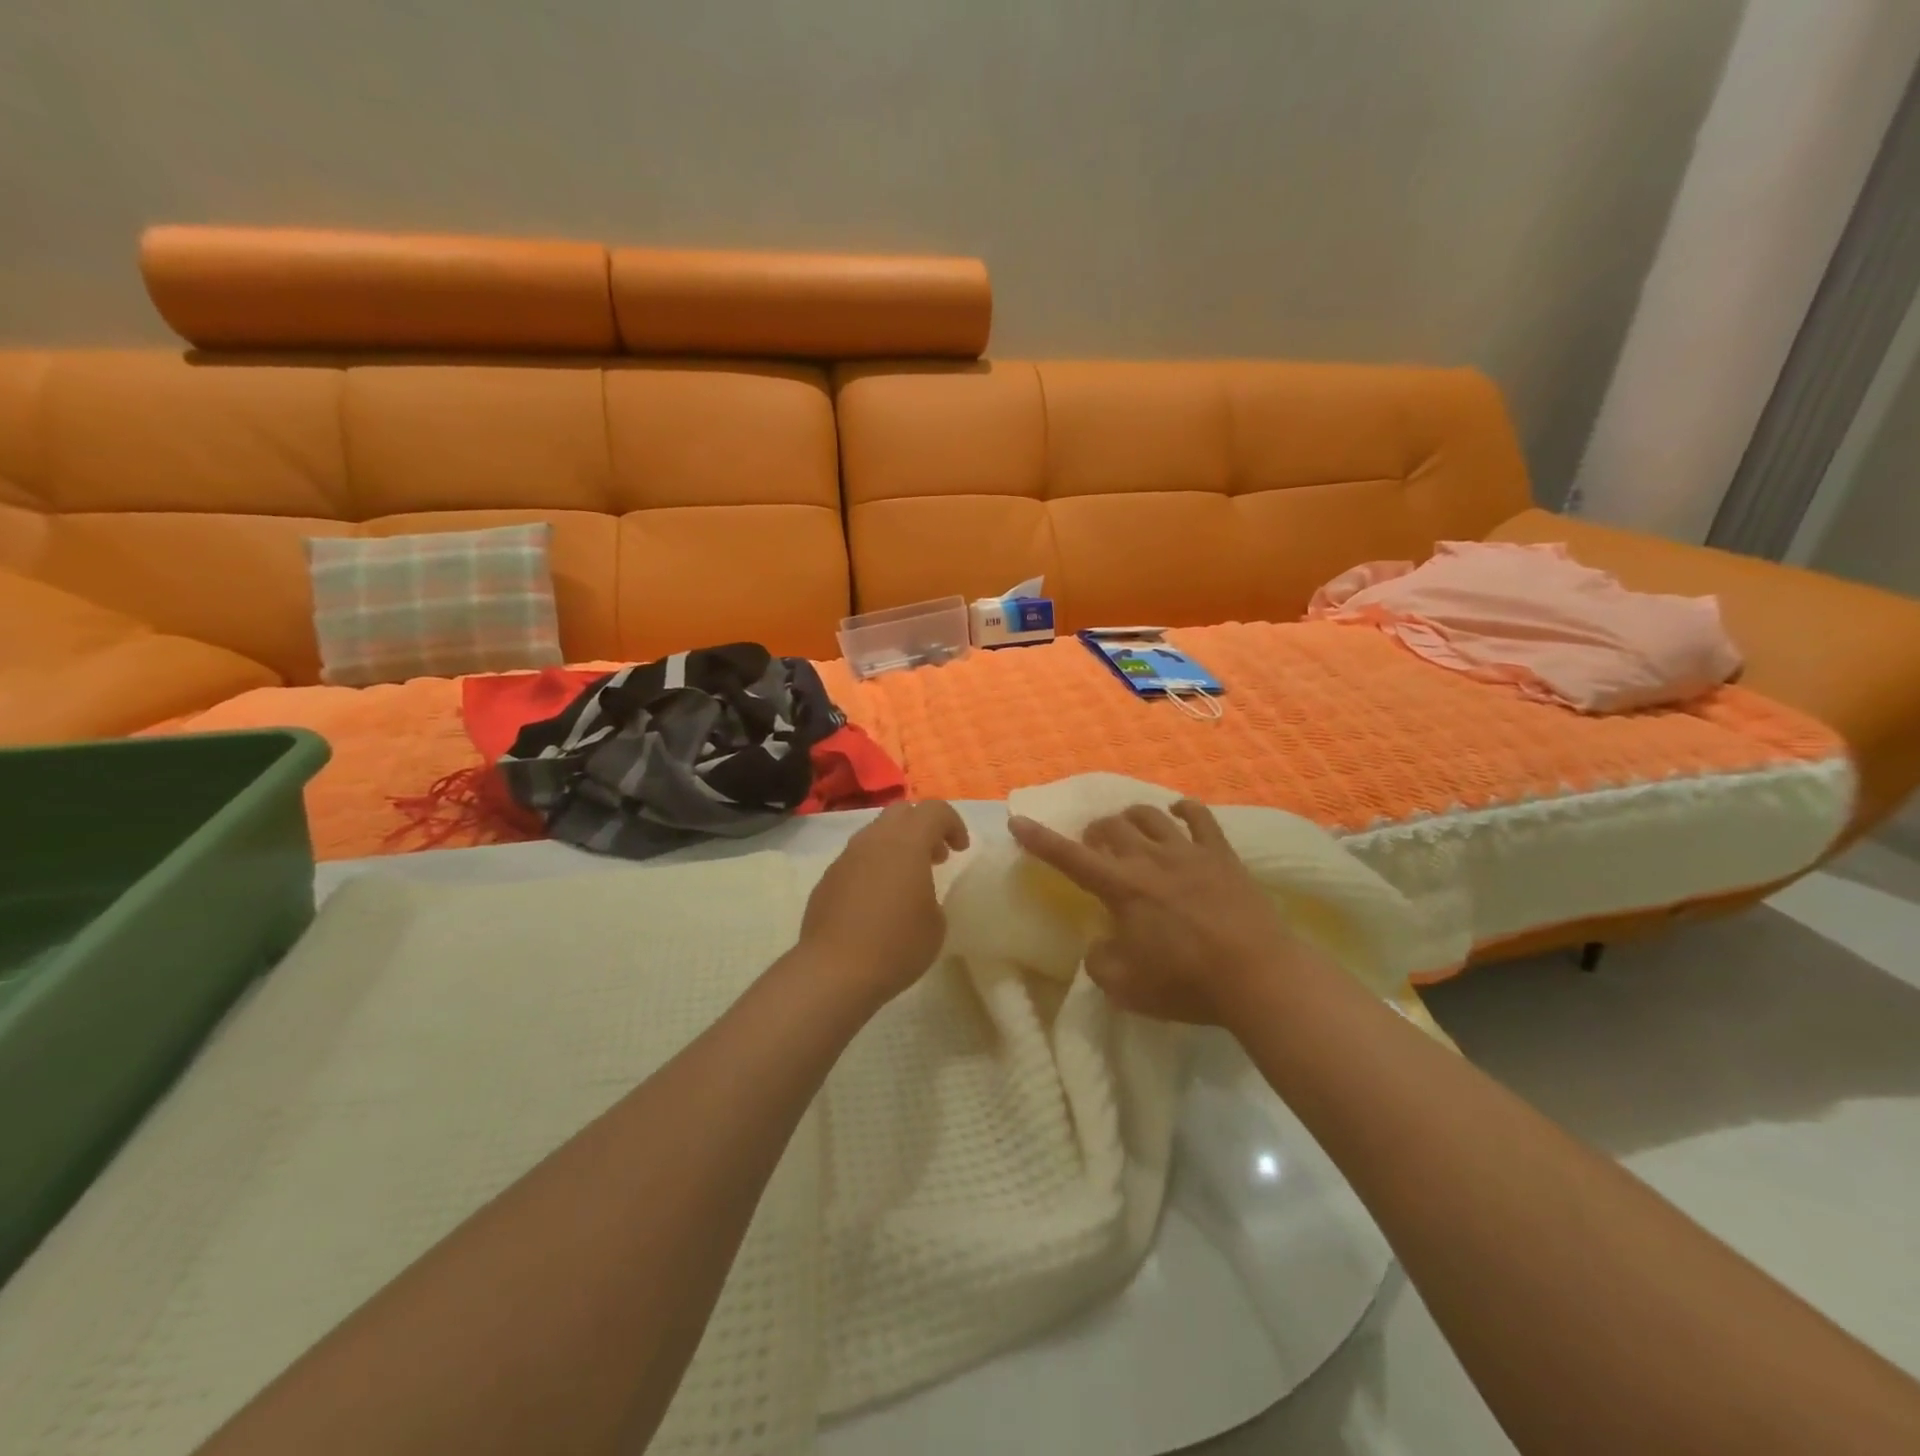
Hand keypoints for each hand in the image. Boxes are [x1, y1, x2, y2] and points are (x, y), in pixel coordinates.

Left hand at [797, 800, 970, 1003]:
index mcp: (907, 842)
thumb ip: (932, 895)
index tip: (960, 849)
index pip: (934, 810)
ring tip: (907, 880)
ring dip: (897, 846)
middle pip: (901, 812)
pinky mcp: (828, 878)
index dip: (953, 823)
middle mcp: (874, 840)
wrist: (834, 971)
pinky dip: (874, 866)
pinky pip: (857, 859)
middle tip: (936, 857)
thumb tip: (918, 893)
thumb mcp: (936, 923)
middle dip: (923, 827)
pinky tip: (878, 901)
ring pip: (876, 833)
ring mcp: (846, 857)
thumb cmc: (896, 945)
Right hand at [1007, 801, 1305, 1023]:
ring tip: (1128, 829)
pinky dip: (1183, 810)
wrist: (1257, 976)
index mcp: (1122, 888)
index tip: (1018, 821)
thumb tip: (1099, 944)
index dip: (1040, 840)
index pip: (1069, 858)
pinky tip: (1177, 813)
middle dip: (1093, 832)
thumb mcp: (1126, 987)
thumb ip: (1099, 962)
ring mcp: (1188, 852)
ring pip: (1149, 815)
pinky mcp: (1222, 854)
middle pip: (1111, 827)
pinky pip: (1199, 817)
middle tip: (1093, 846)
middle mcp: (1150, 859)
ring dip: (1130, 818)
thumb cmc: (1187, 984)